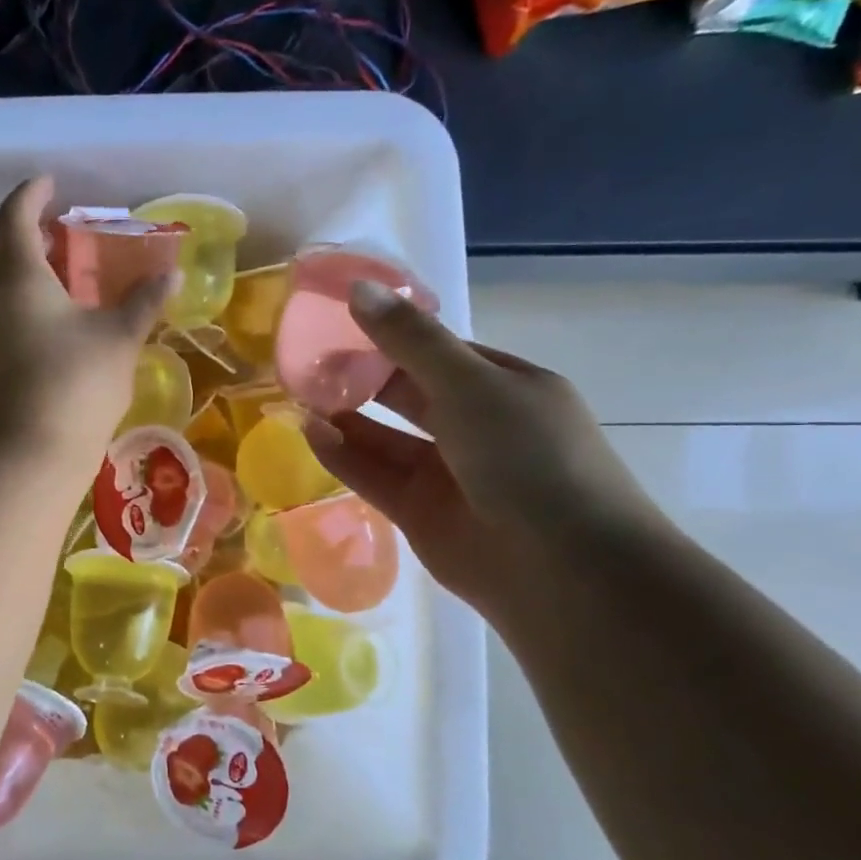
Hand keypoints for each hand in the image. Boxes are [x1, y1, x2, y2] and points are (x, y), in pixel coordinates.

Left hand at [0, 176, 171, 466]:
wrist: (28, 453)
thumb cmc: (76, 383)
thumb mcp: (118, 338)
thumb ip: (143, 302)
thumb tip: (171, 276)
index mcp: (18, 274)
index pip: (16, 215)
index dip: (33, 194)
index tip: (51, 183)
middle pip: (2, 249)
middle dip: (28, 233)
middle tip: (59, 230)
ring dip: (24, 270)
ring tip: (58, 273)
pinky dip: (20, 302)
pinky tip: (48, 319)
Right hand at [303, 281, 664, 613]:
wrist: (562, 569)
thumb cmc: (529, 458)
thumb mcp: (471, 385)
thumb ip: (410, 341)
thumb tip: (358, 290)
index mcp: (504, 386)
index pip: (439, 351)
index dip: (392, 334)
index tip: (339, 319)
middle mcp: (476, 427)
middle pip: (407, 393)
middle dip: (361, 376)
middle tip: (307, 359)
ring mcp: (447, 473)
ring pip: (385, 438)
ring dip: (346, 417)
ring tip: (298, 395)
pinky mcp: (419, 513)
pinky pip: (375, 475)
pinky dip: (344, 456)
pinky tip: (310, 433)